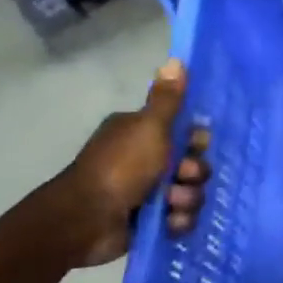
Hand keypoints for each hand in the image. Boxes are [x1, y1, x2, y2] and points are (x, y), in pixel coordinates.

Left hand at [45, 61, 211, 267]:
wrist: (86, 219)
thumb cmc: (120, 167)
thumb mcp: (149, 127)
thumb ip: (167, 99)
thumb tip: (176, 59)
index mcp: (142, 133)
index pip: (185, 132)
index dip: (196, 141)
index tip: (195, 146)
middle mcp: (145, 159)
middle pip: (193, 164)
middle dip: (194, 174)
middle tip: (181, 177)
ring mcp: (148, 192)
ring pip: (190, 193)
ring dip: (187, 200)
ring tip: (171, 205)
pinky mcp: (149, 220)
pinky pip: (180, 218)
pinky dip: (177, 222)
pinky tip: (168, 223)